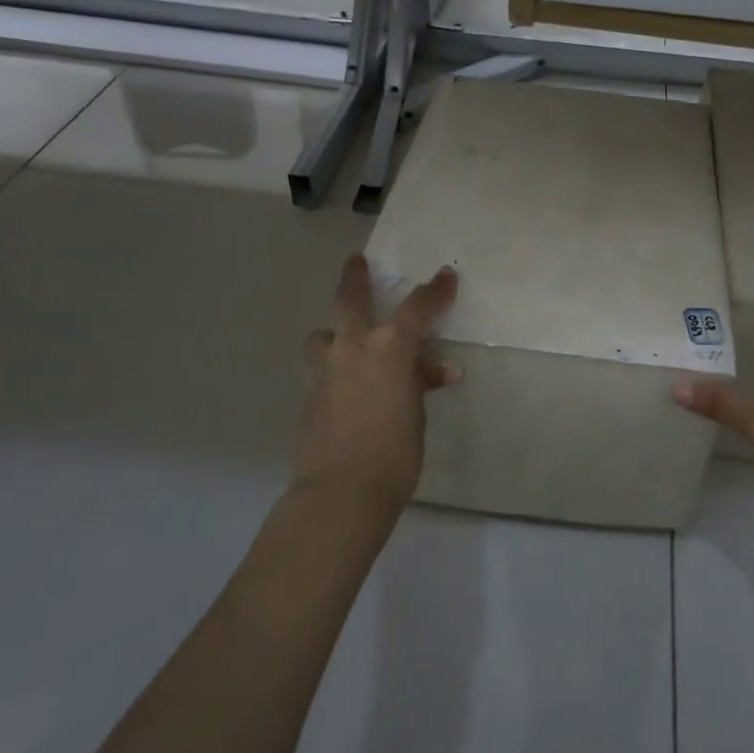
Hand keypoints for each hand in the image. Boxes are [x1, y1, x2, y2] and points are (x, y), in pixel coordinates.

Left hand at [293, 254, 459, 513]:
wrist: (340, 492)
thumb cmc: (394, 454)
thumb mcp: (417, 415)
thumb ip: (421, 384)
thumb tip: (437, 371)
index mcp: (389, 349)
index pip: (418, 307)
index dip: (435, 290)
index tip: (446, 276)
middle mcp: (353, 348)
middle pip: (350, 299)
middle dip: (354, 276)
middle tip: (355, 260)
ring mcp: (325, 370)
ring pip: (323, 334)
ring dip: (335, 332)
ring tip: (345, 343)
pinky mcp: (307, 394)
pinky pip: (320, 367)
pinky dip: (332, 367)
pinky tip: (344, 386)